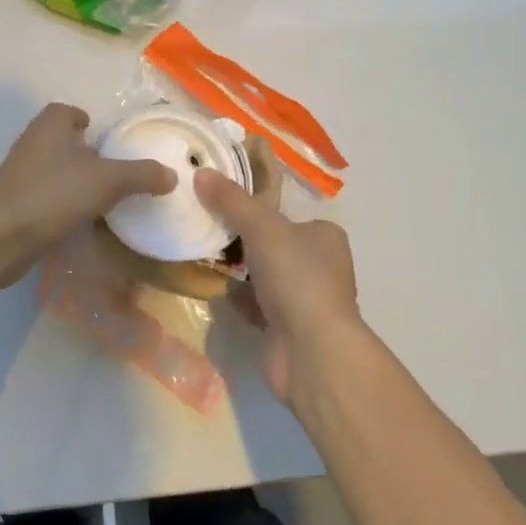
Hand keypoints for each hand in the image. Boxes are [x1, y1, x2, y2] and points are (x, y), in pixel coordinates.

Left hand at [0, 103, 175, 287]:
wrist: (3, 236)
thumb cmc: (56, 194)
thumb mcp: (108, 181)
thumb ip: (141, 175)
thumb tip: (171, 175)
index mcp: (50, 124)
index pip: (69, 111)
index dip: (86, 121)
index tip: (106, 141)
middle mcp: (31, 140)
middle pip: (61, 139)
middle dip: (83, 152)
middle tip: (110, 171)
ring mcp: (18, 171)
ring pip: (52, 166)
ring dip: (72, 178)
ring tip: (98, 198)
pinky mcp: (12, 200)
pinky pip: (43, 193)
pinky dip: (59, 201)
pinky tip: (76, 220)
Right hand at [198, 154, 367, 409]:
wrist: (311, 352)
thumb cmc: (297, 277)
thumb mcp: (261, 226)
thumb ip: (231, 200)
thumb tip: (201, 171)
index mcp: (324, 236)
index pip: (286, 214)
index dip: (256, 209)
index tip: (222, 204)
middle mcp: (320, 266)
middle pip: (271, 244)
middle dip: (241, 240)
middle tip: (206, 227)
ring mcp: (304, 300)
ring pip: (262, 275)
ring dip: (237, 270)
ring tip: (202, 253)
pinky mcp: (287, 329)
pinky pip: (255, 304)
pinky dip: (237, 298)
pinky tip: (213, 288)